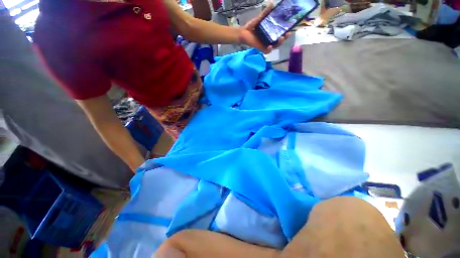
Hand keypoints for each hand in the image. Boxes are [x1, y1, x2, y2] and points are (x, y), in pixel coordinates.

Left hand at [238, 2, 291, 53]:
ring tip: (280, 39)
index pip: (280, 33)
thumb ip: (266, 12)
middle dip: (284, 38)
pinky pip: (267, 51)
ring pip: (275, 46)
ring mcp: (265, 44)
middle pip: (279, 41)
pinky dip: (269, 49)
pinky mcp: (261, 48)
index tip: (290, 29)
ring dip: (279, 43)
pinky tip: (270, 46)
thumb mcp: (260, 18)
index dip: (286, 32)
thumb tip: (272, 3)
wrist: (243, 33)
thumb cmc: (251, 26)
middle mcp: (269, 39)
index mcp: (271, 32)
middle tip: (286, 34)